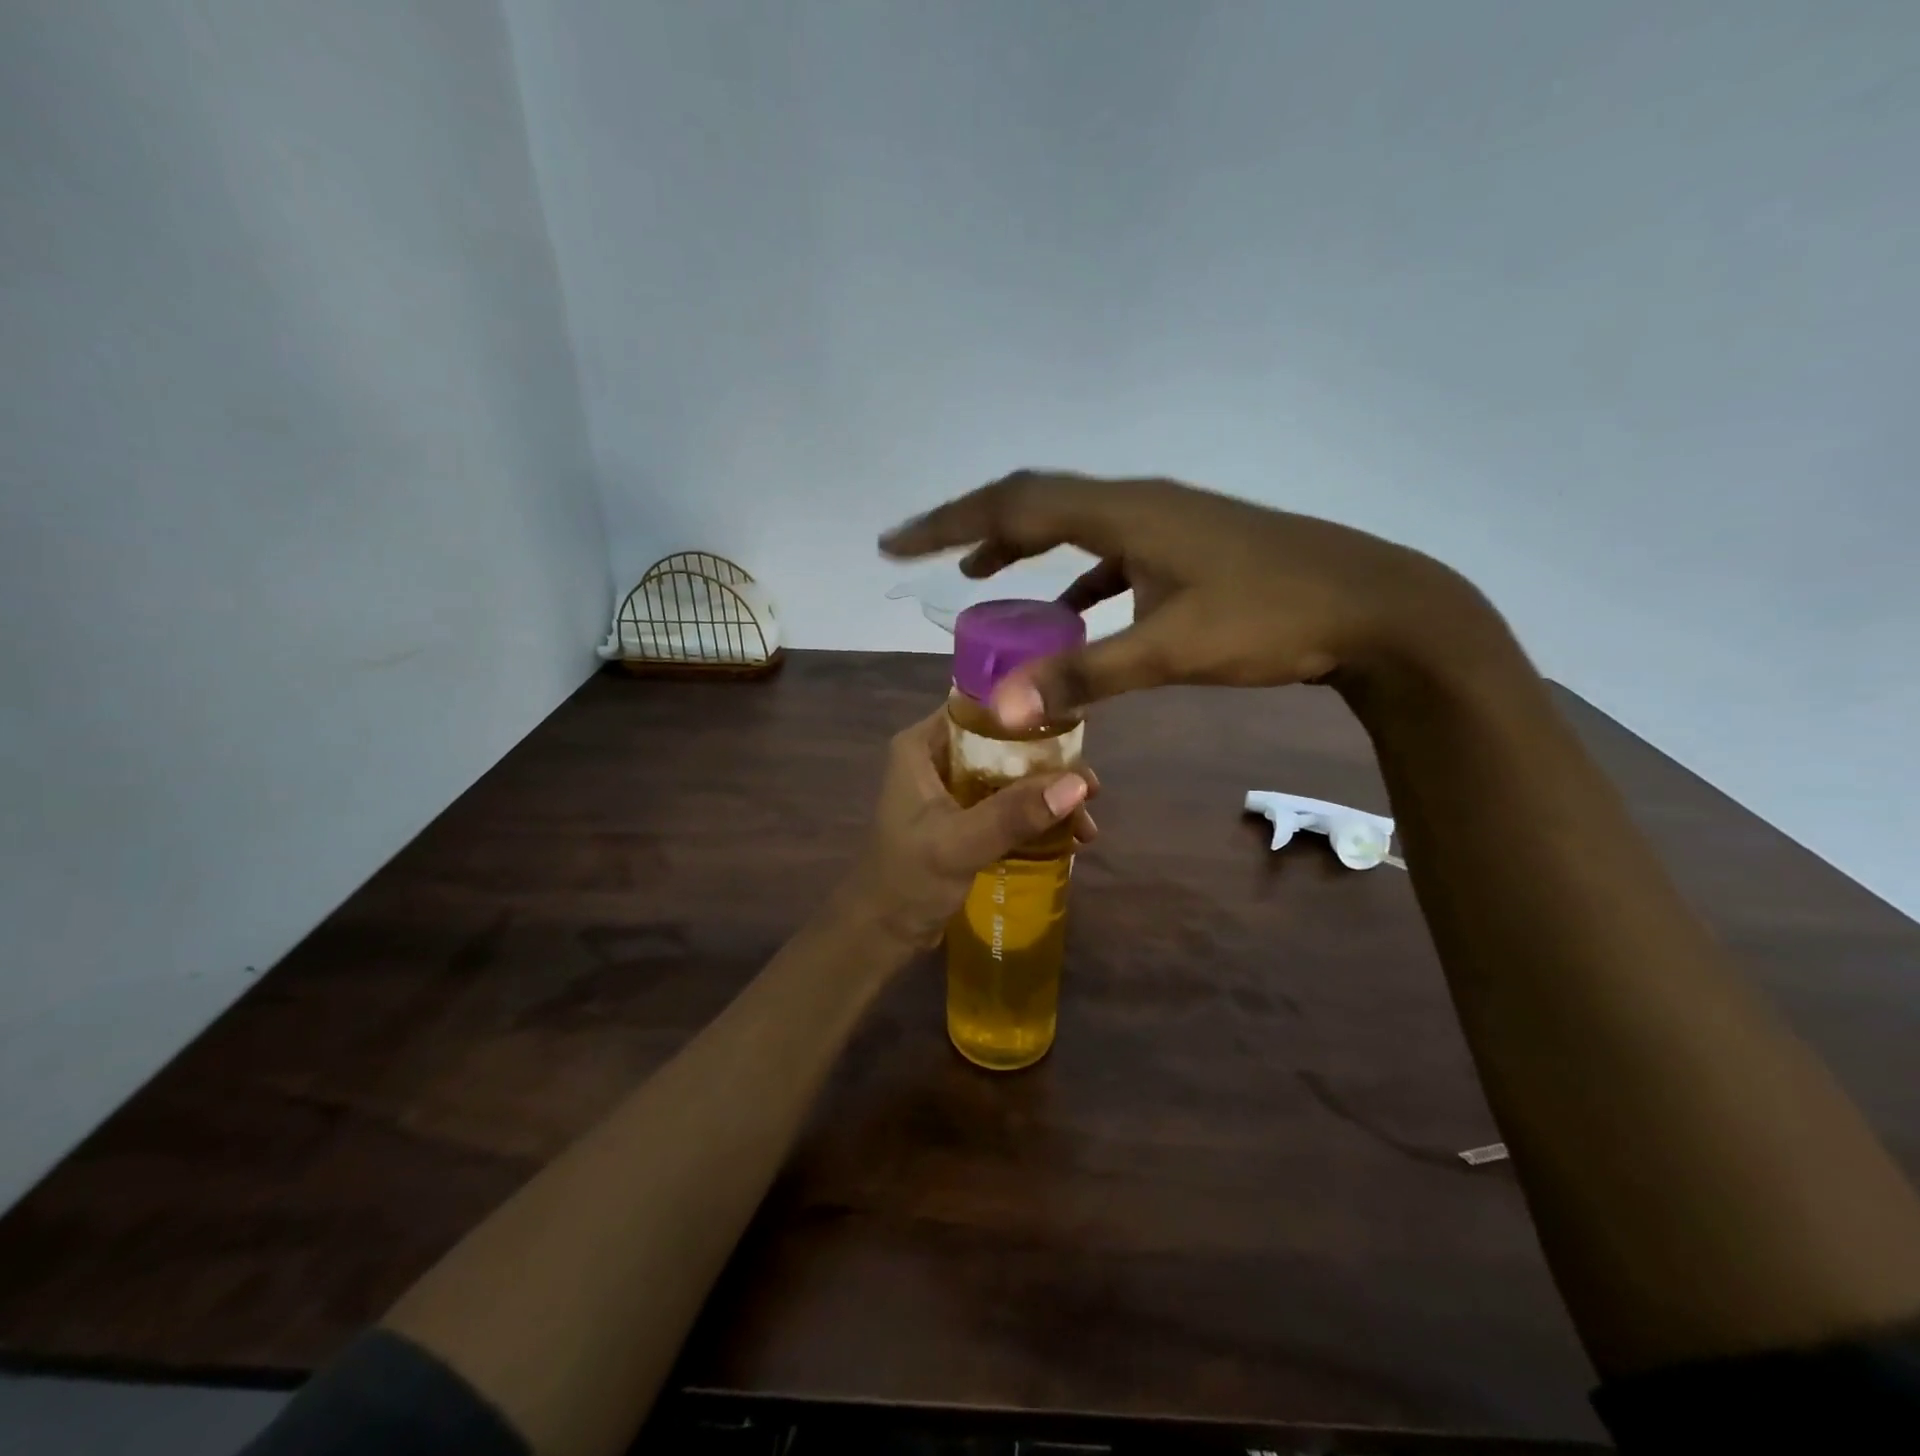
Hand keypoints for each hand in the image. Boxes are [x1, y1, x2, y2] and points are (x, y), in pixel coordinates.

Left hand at [844, 708, 1098, 948]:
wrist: (881, 935)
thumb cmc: (908, 881)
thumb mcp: (960, 843)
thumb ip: (1014, 813)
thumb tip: (1079, 784)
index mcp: (922, 745)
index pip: (980, 708)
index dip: (1028, 714)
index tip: (1077, 728)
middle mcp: (937, 757)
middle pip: (1003, 744)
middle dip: (1049, 767)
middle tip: (1092, 790)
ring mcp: (951, 789)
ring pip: (1010, 776)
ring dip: (1047, 797)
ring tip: (1087, 824)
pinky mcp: (963, 818)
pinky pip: (1007, 804)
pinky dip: (1035, 817)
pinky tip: (1069, 837)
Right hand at [880, 471, 1500, 726]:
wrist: (1376, 605)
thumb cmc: (1273, 619)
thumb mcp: (1170, 650)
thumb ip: (1083, 676)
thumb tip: (1003, 706)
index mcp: (1124, 512)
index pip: (1013, 504)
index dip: (948, 523)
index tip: (895, 543)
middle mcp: (1137, 503)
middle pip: (1035, 503)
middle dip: (973, 527)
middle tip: (924, 554)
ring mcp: (1165, 523)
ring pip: (1072, 525)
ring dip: (1022, 547)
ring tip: (980, 577)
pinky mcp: (1186, 548)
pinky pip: (1110, 552)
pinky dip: (1076, 576)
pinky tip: (1069, 607)